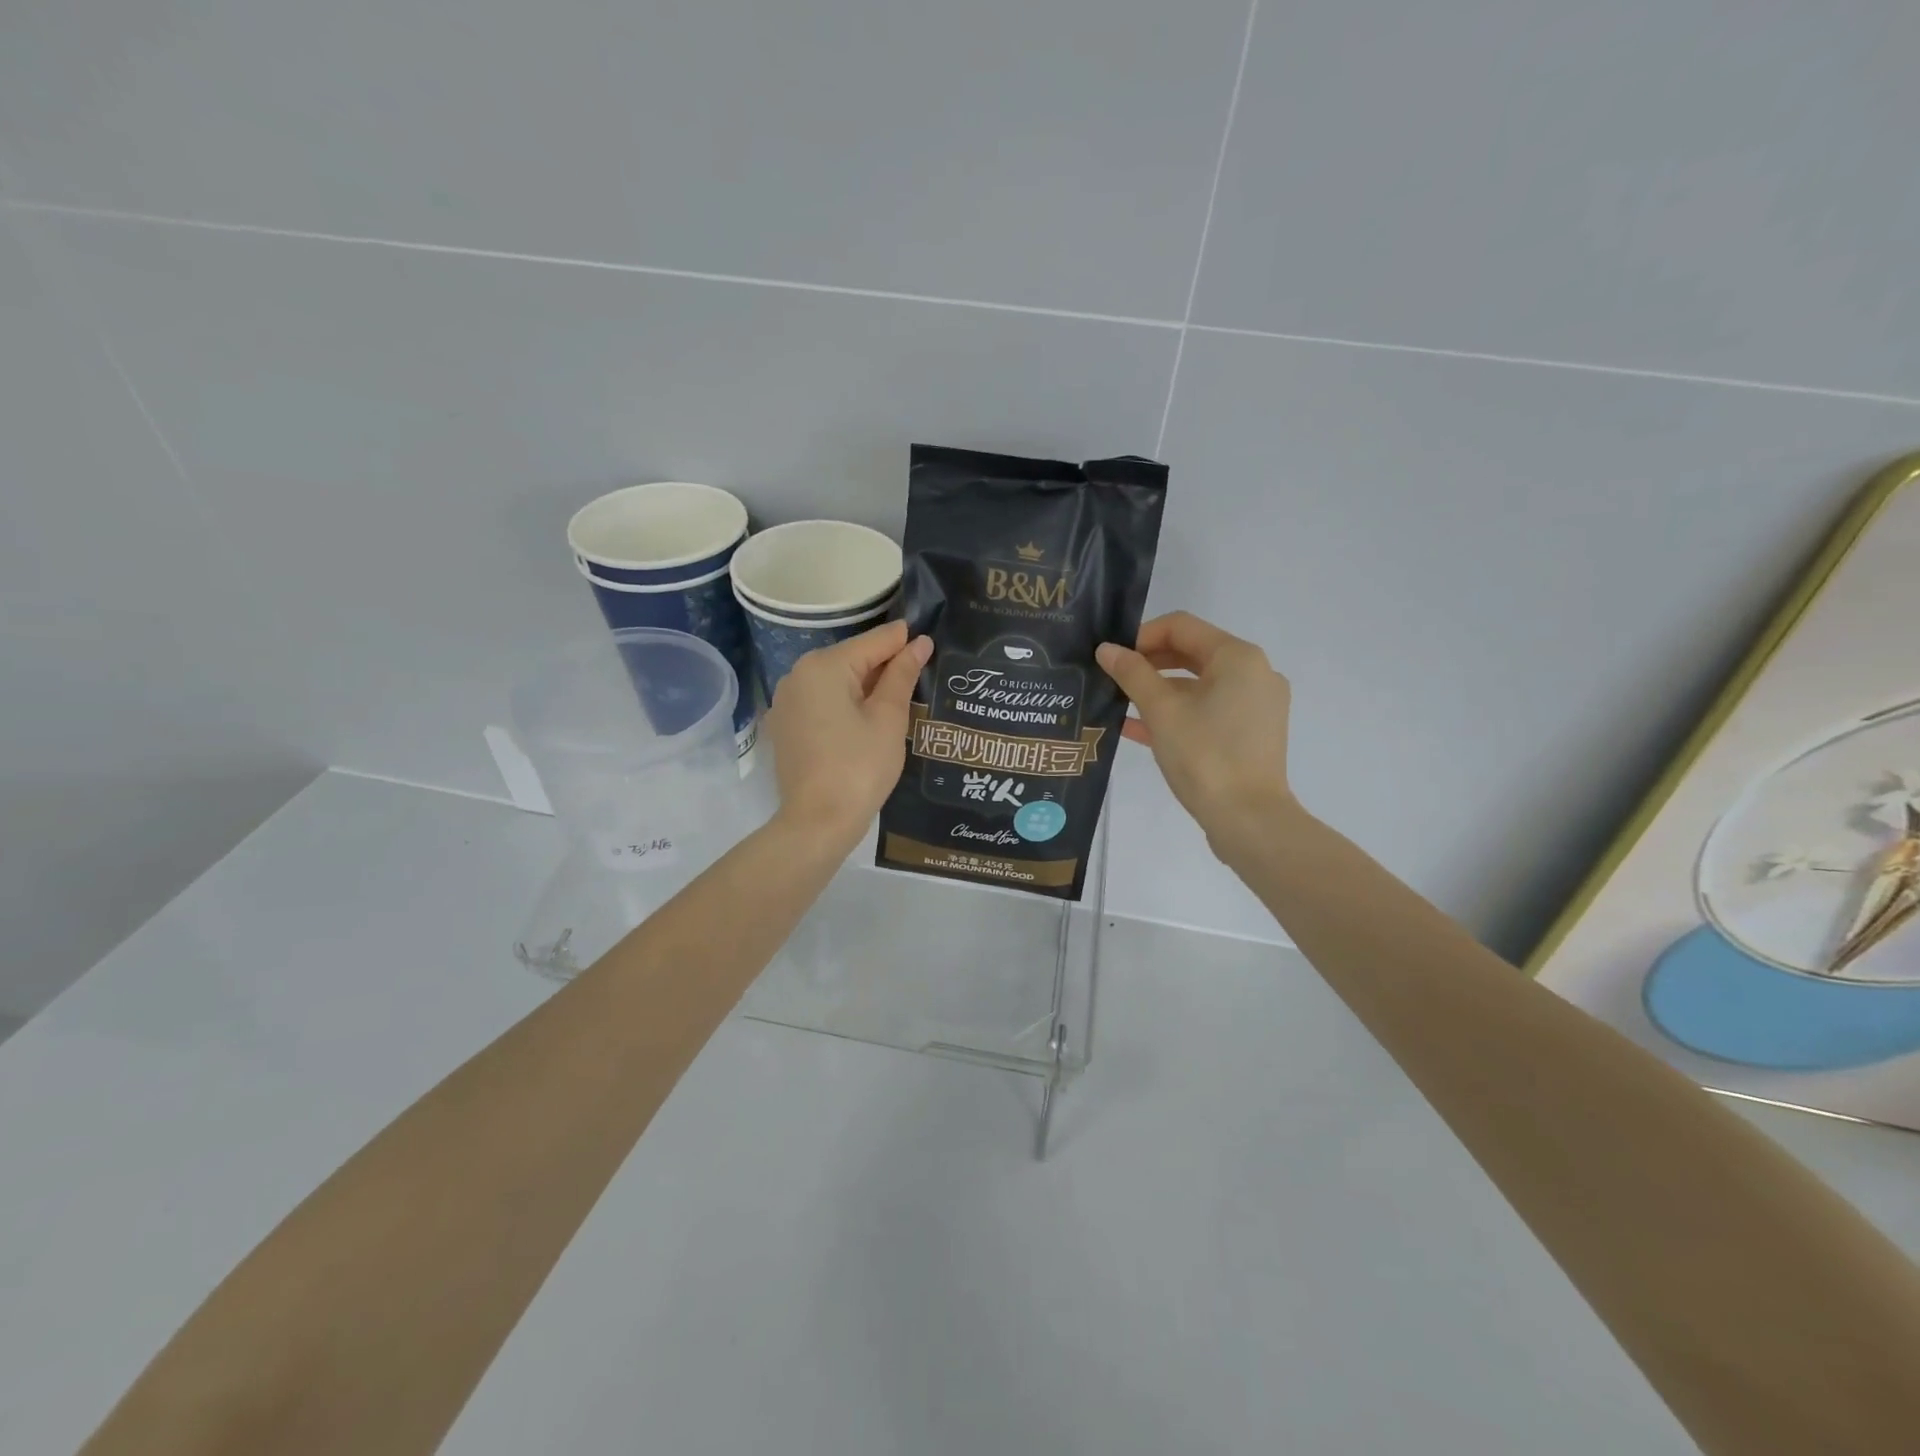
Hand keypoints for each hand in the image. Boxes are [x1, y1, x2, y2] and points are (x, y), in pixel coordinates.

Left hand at [767, 619, 931, 850]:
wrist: (818, 822)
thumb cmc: (860, 767)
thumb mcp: (888, 718)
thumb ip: (902, 675)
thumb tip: (919, 643)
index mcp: (824, 666)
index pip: (873, 642)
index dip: (904, 642)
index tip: (930, 642)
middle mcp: (798, 674)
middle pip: (852, 659)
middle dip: (885, 665)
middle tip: (921, 676)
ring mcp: (787, 701)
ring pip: (837, 681)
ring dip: (866, 686)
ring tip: (900, 698)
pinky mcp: (786, 725)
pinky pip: (822, 702)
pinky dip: (846, 704)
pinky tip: (868, 720)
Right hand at [1096, 611, 1294, 849]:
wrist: (1248, 820)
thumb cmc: (1204, 756)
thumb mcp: (1161, 711)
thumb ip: (1132, 674)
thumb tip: (1106, 650)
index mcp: (1238, 657)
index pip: (1181, 627)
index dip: (1141, 636)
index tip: (1111, 658)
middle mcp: (1254, 673)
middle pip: (1192, 653)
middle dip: (1149, 663)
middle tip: (1112, 678)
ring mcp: (1256, 705)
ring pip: (1199, 684)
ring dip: (1159, 690)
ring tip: (1119, 704)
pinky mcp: (1252, 733)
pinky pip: (1209, 710)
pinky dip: (1177, 713)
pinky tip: (1138, 728)